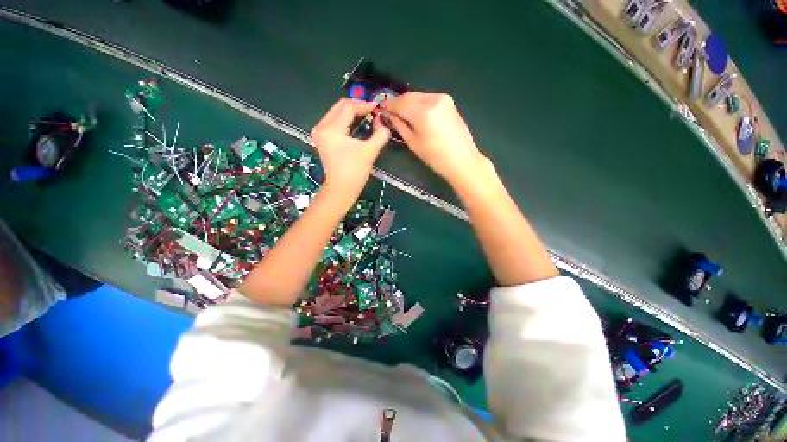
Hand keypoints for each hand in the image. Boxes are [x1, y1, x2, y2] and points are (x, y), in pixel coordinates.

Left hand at [311, 98, 390, 201]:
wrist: (342, 189)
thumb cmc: (355, 171)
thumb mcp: (370, 151)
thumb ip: (380, 133)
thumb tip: (381, 121)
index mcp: (331, 129)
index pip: (348, 107)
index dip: (364, 105)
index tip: (378, 109)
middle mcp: (321, 127)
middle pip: (340, 106)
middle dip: (358, 106)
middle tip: (372, 112)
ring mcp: (319, 132)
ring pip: (336, 113)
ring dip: (352, 113)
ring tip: (367, 117)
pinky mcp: (322, 138)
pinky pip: (334, 121)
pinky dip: (346, 120)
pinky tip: (357, 125)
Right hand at [382, 92, 486, 188]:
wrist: (462, 160)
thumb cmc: (436, 157)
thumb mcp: (413, 143)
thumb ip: (399, 125)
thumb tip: (388, 115)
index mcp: (424, 112)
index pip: (400, 103)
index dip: (388, 105)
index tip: (380, 108)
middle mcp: (434, 99)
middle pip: (410, 96)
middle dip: (398, 103)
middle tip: (389, 112)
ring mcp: (443, 98)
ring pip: (419, 96)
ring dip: (408, 103)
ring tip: (401, 114)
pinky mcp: (449, 102)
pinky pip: (428, 99)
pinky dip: (419, 104)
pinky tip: (415, 113)